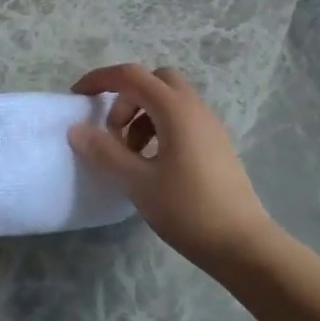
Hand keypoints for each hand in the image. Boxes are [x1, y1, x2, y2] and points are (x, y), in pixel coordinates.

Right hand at [67, 64, 277, 269]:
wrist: (243, 244)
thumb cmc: (188, 209)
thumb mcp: (137, 182)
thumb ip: (105, 152)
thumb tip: (77, 130)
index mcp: (175, 110)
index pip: (131, 76)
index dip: (100, 79)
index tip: (77, 97)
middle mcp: (194, 108)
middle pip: (154, 81)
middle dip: (126, 97)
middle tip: (112, 132)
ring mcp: (209, 126)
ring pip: (168, 101)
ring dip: (141, 115)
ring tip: (130, 155)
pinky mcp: (215, 144)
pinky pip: (181, 119)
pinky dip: (159, 128)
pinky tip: (153, 165)